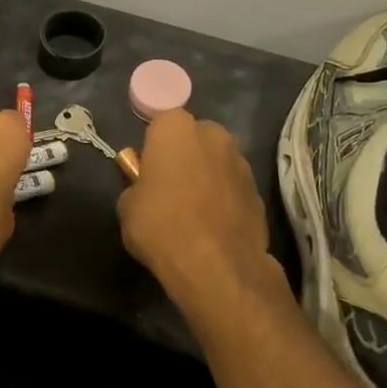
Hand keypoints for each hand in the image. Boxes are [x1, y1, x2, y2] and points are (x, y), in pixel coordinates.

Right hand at [119, 110, 284, 314]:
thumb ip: (136, 186)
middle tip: (170, 186)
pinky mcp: (259, 191)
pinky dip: (224, 198)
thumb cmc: (161, 226)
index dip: (154, 145)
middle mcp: (213, 135)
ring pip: (217, 161)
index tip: (148, 168)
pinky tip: (213, 225)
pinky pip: (233, 187)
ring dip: (206, 176)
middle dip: (185, 155)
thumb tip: (145, 188)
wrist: (215, 265)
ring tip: (193, 210)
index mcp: (176, 129)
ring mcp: (241, 162)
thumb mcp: (127, 206)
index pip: (161, 122)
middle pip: (195, 137)